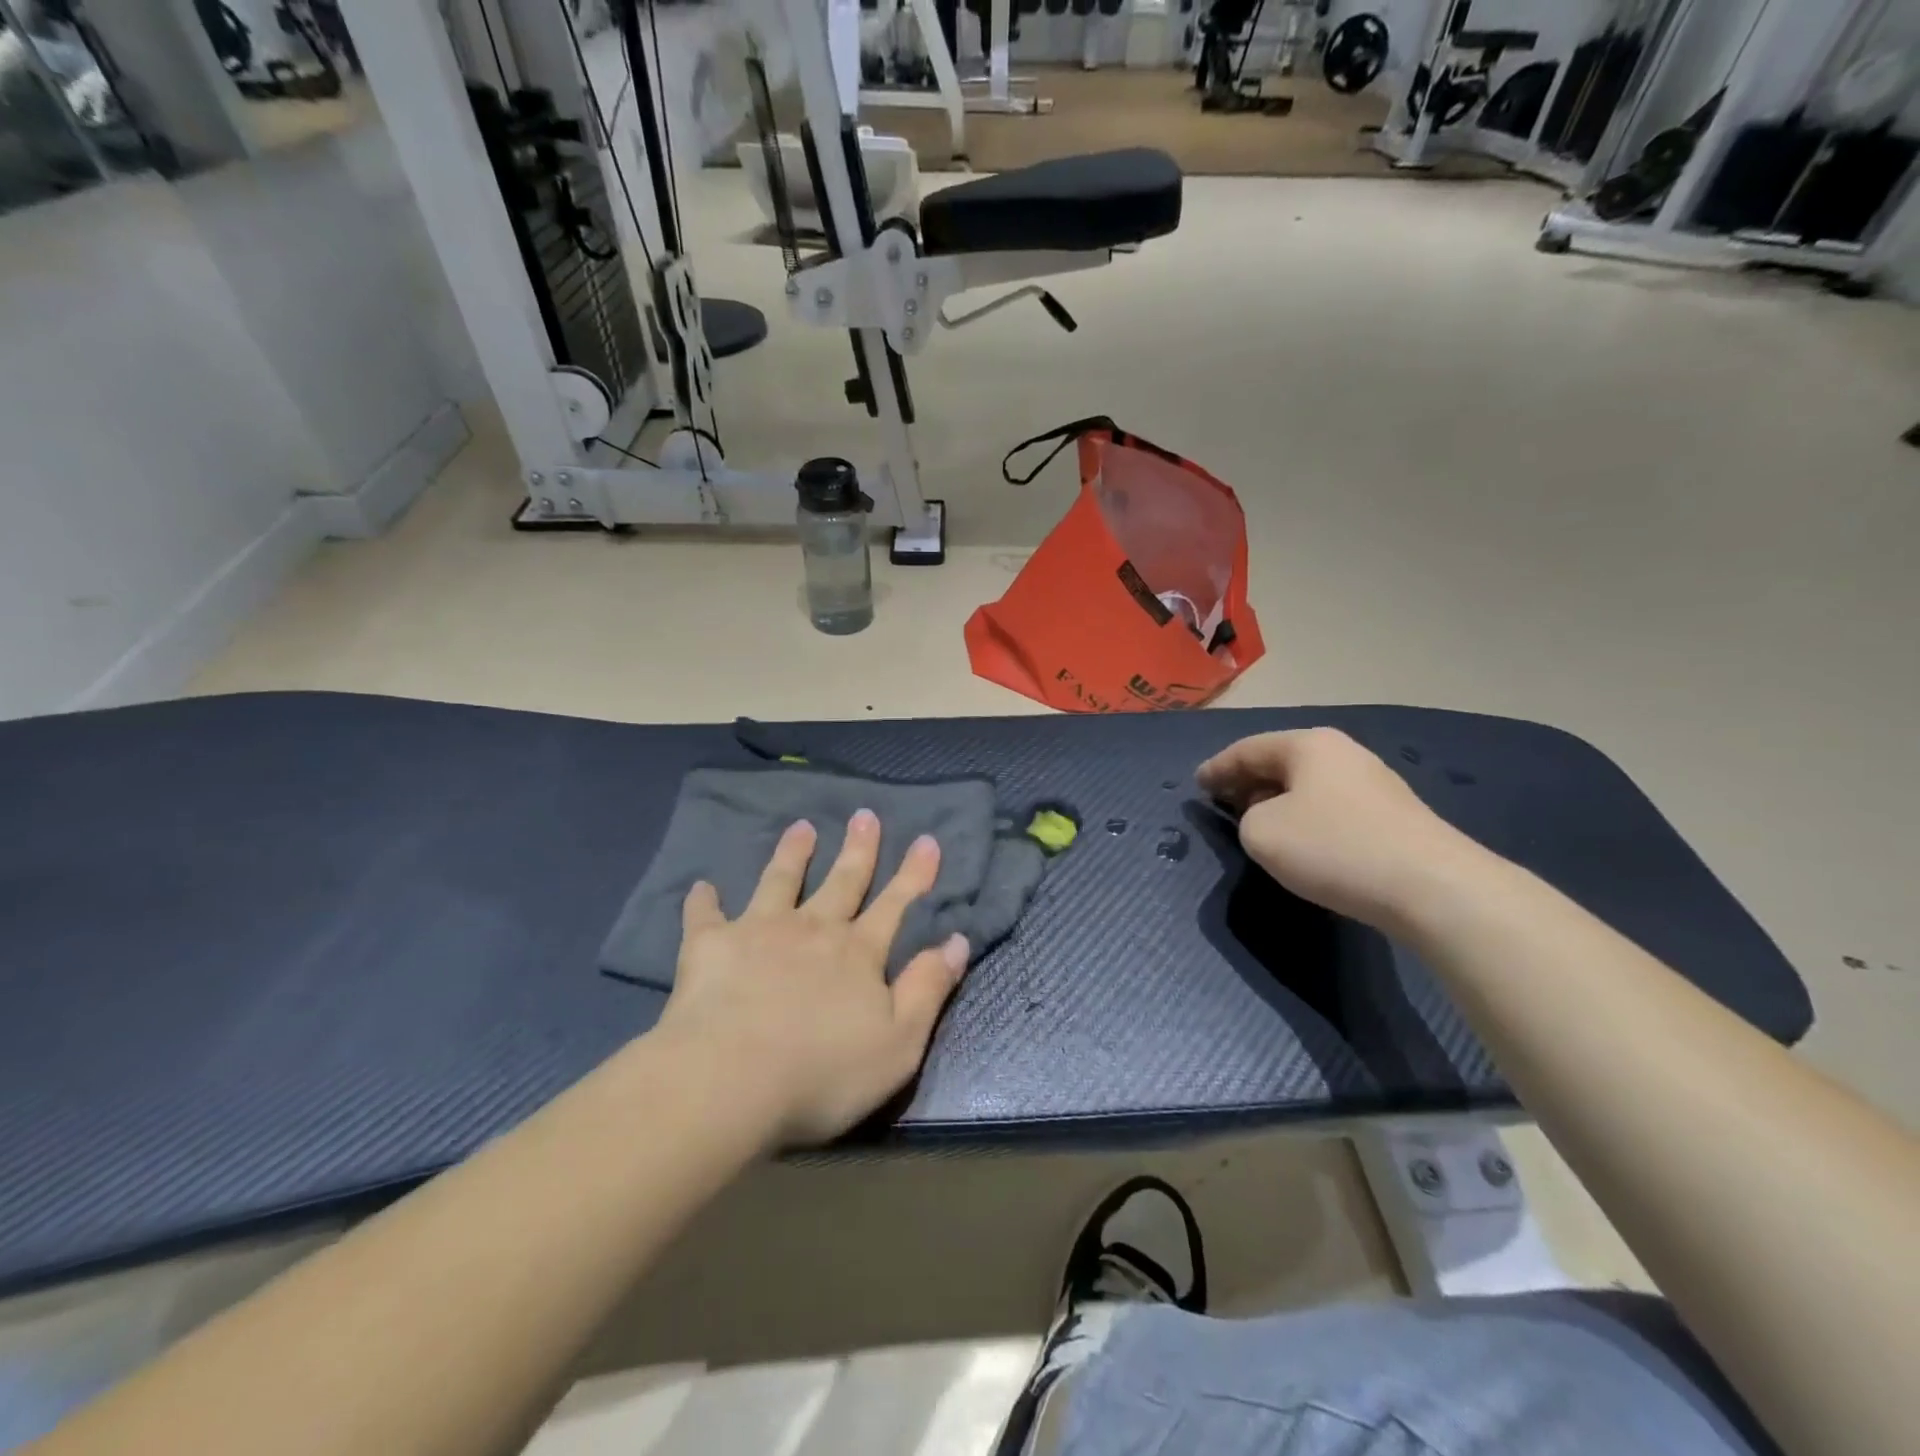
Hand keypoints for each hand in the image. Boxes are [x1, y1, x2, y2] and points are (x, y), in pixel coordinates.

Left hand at [653, 812, 968, 1147]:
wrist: (730, 1080)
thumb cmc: (823, 1072)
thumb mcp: (899, 1042)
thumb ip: (928, 988)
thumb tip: (958, 941)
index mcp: (858, 953)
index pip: (895, 905)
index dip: (914, 874)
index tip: (927, 840)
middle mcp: (813, 929)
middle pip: (842, 881)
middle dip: (858, 849)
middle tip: (865, 815)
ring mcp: (760, 931)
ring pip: (780, 882)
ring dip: (793, 854)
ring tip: (801, 827)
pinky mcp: (711, 946)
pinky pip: (706, 916)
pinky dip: (705, 900)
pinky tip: (702, 886)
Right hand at [1196, 727, 1481, 928]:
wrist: (1431, 887)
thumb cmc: (1333, 848)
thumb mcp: (1261, 833)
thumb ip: (1246, 818)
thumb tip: (1268, 818)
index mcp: (1308, 745)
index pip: (1247, 750)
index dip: (1216, 768)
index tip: (1196, 784)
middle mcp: (1343, 753)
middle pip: (1281, 763)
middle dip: (1247, 781)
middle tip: (1222, 800)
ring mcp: (1374, 783)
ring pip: (1309, 786)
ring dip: (1278, 800)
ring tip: (1257, 821)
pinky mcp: (1393, 816)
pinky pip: (1332, 807)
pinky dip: (1306, 817)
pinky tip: (1302, 840)